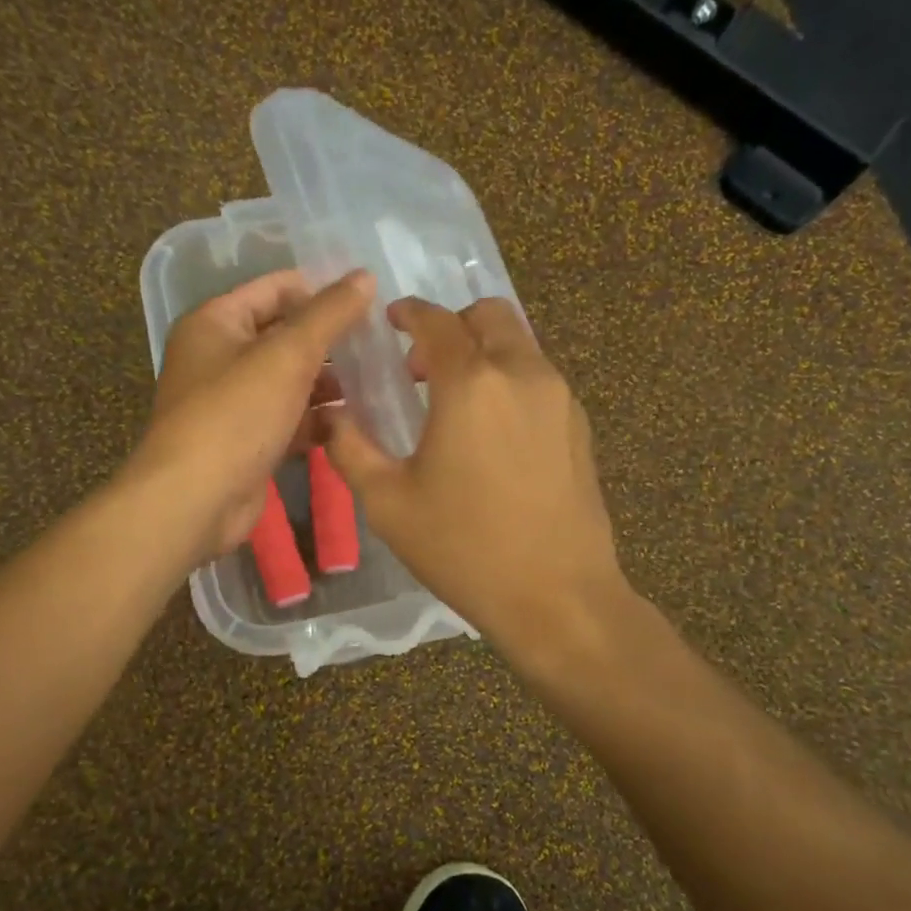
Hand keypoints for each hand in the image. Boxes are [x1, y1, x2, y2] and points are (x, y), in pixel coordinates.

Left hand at [135, 269, 375, 562]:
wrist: (195, 500)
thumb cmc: (236, 414)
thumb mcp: (288, 355)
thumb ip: (329, 314)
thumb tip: (364, 276)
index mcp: (216, 323)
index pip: (274, 289)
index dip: (319, 289)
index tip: (368, 301)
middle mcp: (219, 358)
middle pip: (284, 337)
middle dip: (329, 342)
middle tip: (380, 345)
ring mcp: (232, 404)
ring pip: (289, 382)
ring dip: (328, 384)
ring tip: (377, 383)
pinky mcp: (247, 443)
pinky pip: (289, 420)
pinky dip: (317, 420)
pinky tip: (353, 422)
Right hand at [324, 296, 627, 657]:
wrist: (557, 596)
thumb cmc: (464, 549)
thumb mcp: (388, 503)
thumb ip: (351, 449)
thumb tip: (329, 416)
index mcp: (471, 383)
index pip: (437, 321)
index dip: (410, 313)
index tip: (392, 321)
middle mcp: (522, 374)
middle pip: (489, 315)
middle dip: (452, 325)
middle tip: (421, 366)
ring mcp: (560, 398)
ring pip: (520, 344)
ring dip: (484, 351)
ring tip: (456, 401)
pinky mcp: (580, 426)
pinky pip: (540, 378)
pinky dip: (510, 380)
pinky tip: (493, 431)